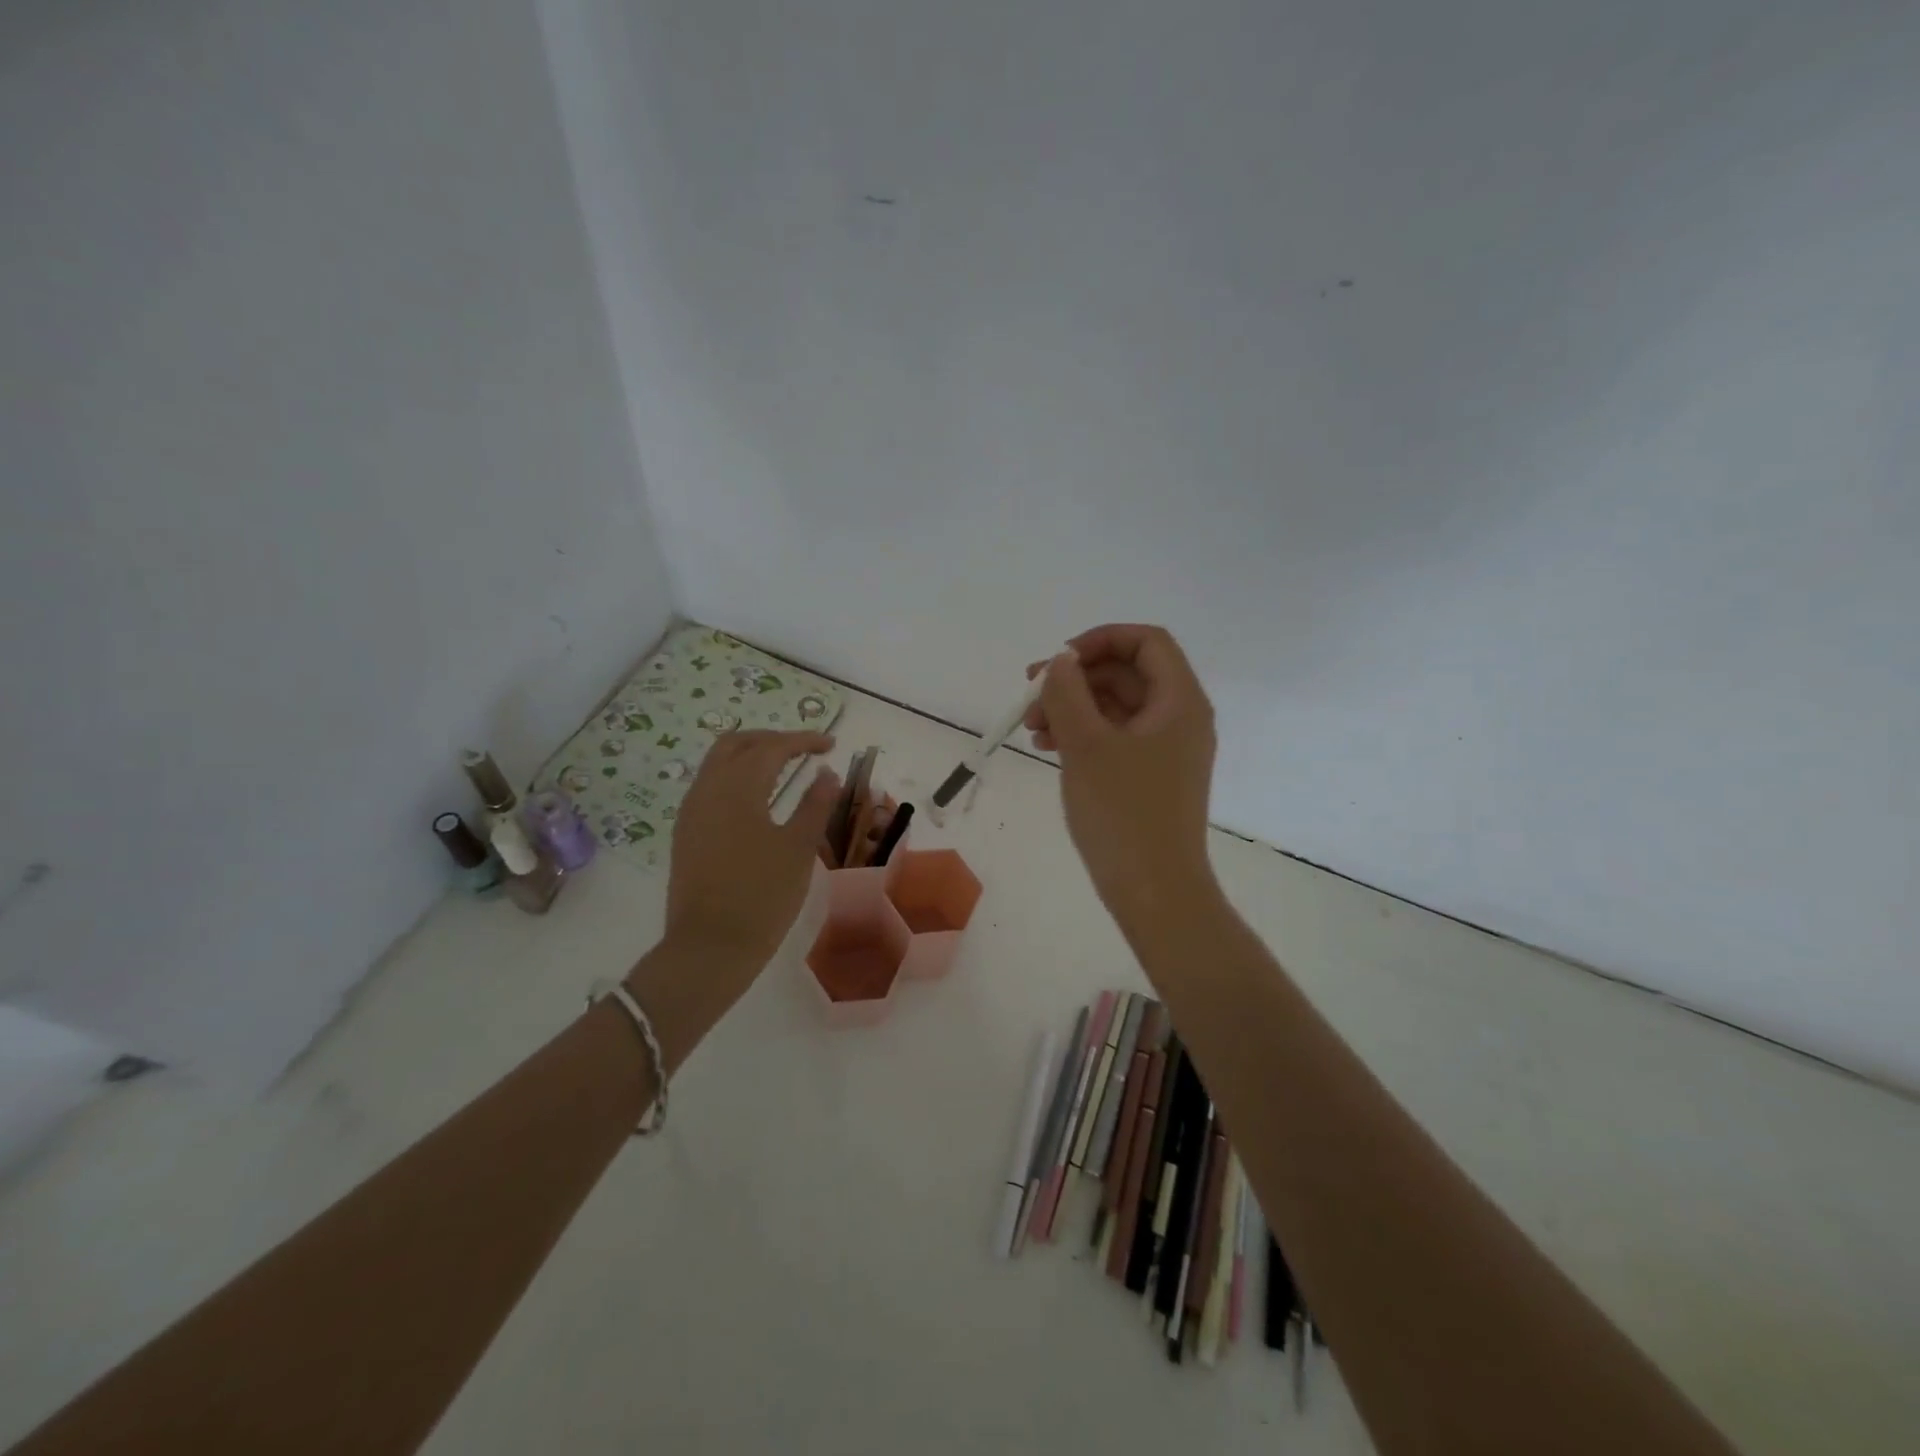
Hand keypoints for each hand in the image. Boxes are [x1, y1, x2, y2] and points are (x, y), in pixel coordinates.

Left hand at [661, 730, 840, 971]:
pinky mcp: (686, 833)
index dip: (802, 740)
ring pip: (718, 763)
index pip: (771, 747)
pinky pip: (709, 786)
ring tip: (783, 768)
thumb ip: (815, 804)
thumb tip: (826, 774)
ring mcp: (691, 812)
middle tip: (803, 750)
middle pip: (736, 744)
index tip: (830, 745)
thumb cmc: (762, 895)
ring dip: (750, 755)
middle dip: (771, 739)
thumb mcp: (798, 848)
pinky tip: (757, 797)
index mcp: (737, 788)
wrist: (710, 948)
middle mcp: (707, 789)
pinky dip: (736, 777)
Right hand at [1025, 625, 1218, 930]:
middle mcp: (1179, 718)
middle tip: (1030, 696)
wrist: (1154, 891)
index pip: (1146, 642)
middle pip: (1127, 674)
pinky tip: (1048, 747)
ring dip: (1073, 707)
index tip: (1058, 661)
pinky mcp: (1150, 776)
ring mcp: (1166, 750)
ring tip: (1031, 728)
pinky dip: (1082, 734)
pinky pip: (1115, 737)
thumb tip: (1062, 661)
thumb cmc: (1123, 813)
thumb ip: (1067, 692)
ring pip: (1116, 707)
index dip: (1100, 640)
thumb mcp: (1086, 745)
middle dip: (1076, 679)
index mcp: (1179, 701)